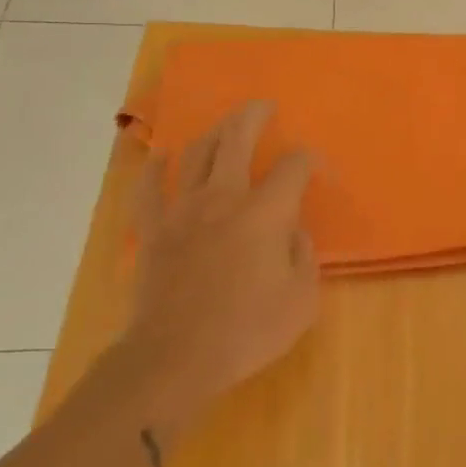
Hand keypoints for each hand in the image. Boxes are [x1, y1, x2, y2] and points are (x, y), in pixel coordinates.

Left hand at [127, 101, 319, 409]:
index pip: (294, 166)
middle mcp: (224, 198)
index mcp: (266, 212)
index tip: (316, 169)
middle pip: (237, 139)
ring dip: (213, 133)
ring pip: (196, 154)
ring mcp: (182, 211)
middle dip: (253, 116)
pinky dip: (156, 168)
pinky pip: (149, 189)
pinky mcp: (152, 231)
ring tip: (224, 127)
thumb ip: (303, 256)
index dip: (309, 159)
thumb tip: (293, 231)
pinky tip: (162, 156)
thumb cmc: (246, 331)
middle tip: (263, 106)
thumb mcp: (301, 300)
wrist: (174, 360)